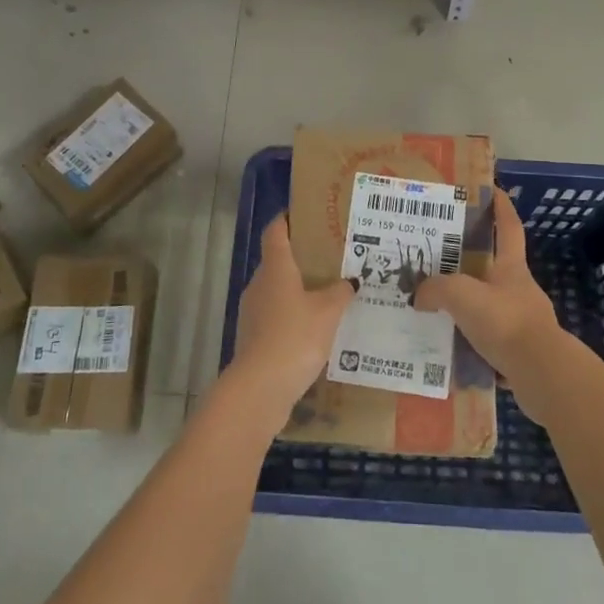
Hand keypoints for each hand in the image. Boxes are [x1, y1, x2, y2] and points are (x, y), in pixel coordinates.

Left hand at [228, 214, 354, 424]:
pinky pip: (276, 316)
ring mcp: (253, 312)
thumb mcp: (328, 312)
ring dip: (298, 290)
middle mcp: (260, 283)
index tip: (305, 214)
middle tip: (331, 258)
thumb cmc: (295, 337)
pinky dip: (293, 316)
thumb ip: (340, 292)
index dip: (287, 219)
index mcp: (275, 267)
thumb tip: (350, 281)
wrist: (259, 389)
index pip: (275, 231)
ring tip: (329, 295)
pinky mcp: (254, 338)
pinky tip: (316, 329)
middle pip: (278, 261)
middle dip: (302, 258)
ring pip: (277, 290)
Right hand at [415, 189, 568, 419]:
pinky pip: (489, 338)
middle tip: (441, 257)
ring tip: (438, 307)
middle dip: (473, 260)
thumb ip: (436, 289)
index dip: (501, 207)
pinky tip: (450, 346)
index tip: (492, 190)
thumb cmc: (505, 321)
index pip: (508, 227)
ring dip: (469, 304)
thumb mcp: (462, 295)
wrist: (541, 374)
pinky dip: (471, 340)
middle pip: (496, 266)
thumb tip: (419, 295)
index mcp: (511, 267)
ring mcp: (523, 320)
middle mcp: (519, 289)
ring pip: (490, 304)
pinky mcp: (520, 351)